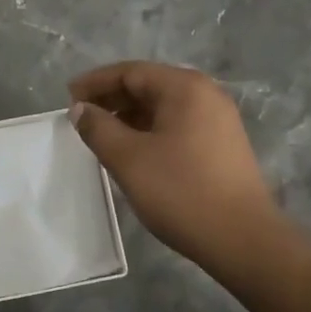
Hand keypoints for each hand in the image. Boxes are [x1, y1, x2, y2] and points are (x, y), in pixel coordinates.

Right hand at [68, 62, 284, 271]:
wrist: (243, 240)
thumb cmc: (181, 192)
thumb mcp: (128, 158)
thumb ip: (98, 128)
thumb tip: (81, 109)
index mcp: (185, 88)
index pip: (131, 72)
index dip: (95, 82)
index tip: (68, 97)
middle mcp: (206, 94)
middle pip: (149, 85)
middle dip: (112, 98)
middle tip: (81, 116)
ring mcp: (218, 119)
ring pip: (163, 106)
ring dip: (130, 115)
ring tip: (102, 135)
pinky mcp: (222, 144)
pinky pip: (177, 124)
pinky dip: (150, 130)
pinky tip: (133, 150)